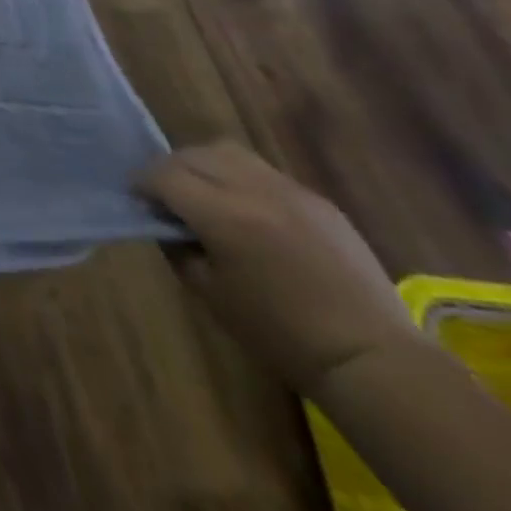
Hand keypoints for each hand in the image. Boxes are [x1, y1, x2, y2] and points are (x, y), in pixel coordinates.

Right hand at [137, 142, 418, 396]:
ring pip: (227, 151)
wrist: (372, 359)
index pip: (163, 175)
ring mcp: (290, 190)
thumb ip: (178, 247)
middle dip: (169, 169)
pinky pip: (263, 171)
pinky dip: (241, 178)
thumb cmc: (280, 335)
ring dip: (204, 165)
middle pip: (192, 155)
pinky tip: (247, 209)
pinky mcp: (316, 200)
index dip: (142, 183)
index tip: (138, 199)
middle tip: (166, 196)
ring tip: (205, 192)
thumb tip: (165, 222)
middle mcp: (253, 189)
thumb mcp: (210, 294)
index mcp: (223, 215)